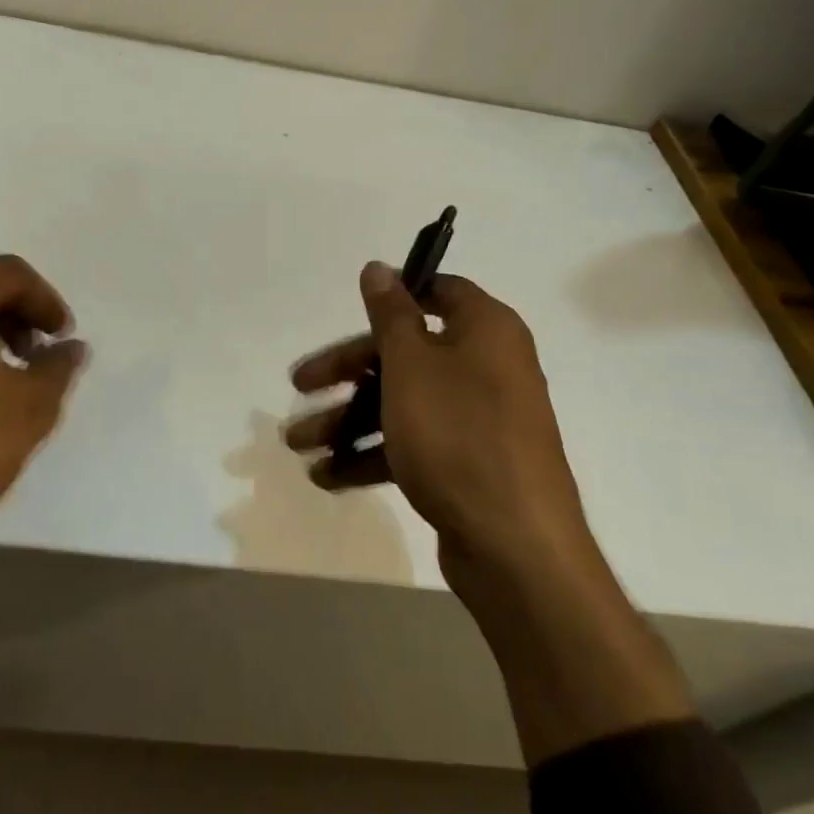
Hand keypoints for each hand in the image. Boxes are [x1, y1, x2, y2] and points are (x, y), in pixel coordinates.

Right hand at [284, 262, 591, 588]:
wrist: (516, 547)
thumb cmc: (457, 434)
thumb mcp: (411, 365)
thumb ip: (391, 314)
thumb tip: (379, 267)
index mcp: (485, 329)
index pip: (439, 291)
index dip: (394, 295)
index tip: (352, 310)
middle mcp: (487, 366)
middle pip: (406, 352)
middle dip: (347, 371)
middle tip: (299, 385)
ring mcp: (479, 418)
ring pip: (403, 402)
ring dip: (349, 419)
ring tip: (298, 444)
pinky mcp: (468, 463)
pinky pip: (414, 443)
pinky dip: (374, 453)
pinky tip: (327, 476)